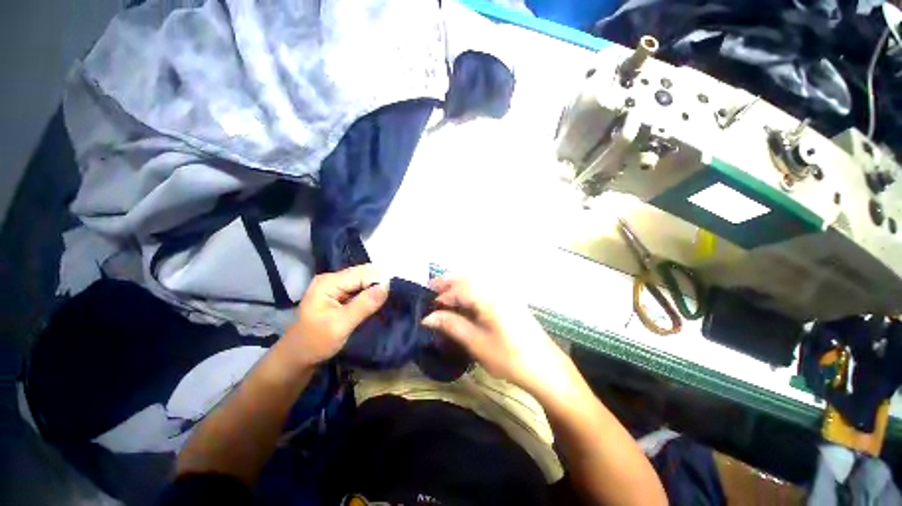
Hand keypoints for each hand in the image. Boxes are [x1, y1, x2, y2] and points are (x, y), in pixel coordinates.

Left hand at [278, 265, 387, 369]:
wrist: (297, 358)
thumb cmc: (315, 343)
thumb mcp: (341, 325)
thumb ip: (364, 305)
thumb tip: (387, 286)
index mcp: (329, 282)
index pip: (362, 273)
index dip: (379, 282)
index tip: (391, 296)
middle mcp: (333, 279)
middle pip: (364, 274)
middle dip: (378, 284)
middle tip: (388, 301)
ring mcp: (335, 286)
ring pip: (364, 281)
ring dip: (375, 290)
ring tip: (383, 303)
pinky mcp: (339, 294)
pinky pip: (360, 289)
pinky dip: (369, 295)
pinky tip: (375, 304)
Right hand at [422, 277, 568, 394]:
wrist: (545, 367)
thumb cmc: (509, 357)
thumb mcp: (476, 343)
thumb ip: (451, 325)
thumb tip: (427, 317)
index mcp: (487, 296)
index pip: (457, 288)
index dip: (440, 296)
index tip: (426, 307)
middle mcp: (496, 288)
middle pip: (466, 277)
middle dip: (447, 283)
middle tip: (431, 292)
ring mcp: (505, 292)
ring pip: (476, 280)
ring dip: (458, 285)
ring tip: (445, 297)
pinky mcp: (510, 299)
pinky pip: (485, 287)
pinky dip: (470, 290)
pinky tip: (465, 301)